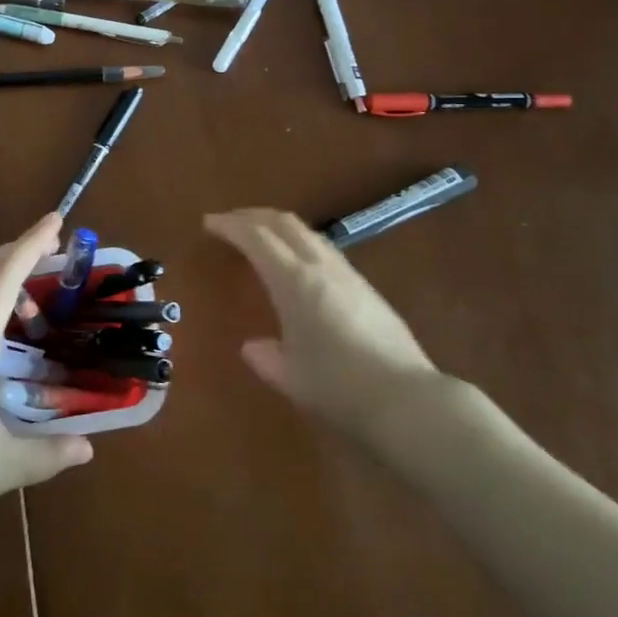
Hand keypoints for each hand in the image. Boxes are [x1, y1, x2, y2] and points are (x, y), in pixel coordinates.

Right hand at [206, 207, 476, 444]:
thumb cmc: (339, 388)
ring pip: (308, 233)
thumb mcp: (292, 378)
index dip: (230, 225)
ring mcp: (348, 275)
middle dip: (254, 216)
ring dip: (280, 227)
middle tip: (232, 222)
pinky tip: (300, 266)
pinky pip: (325, 250)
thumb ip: (267, 358)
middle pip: (284, 223)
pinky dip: (301, 244)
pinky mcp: (368, 288)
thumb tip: (252, 347)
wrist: (408, 400)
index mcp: (294, 281)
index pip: (256, 238)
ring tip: (263, 239)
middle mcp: (320, 267)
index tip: (209, 222)